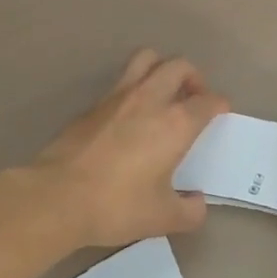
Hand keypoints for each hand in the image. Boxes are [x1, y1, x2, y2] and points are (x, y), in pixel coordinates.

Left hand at [31, 49, 227, 248]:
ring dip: (161, 68)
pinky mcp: (92, 105)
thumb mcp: (162, 218)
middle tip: (194, 98)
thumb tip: (197, 203)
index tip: (220, 113)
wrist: (56, 198)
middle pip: (179, 66)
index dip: (219, 105)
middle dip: (193, 77)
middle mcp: (150, 99)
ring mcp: (118, 97)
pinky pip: (121, 82)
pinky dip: (134, 88)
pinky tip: (130, 115)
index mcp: (176, 123)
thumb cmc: (117, 205)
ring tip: (164, 92)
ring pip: (147, 59)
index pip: (208, 101)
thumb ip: (189, 211)